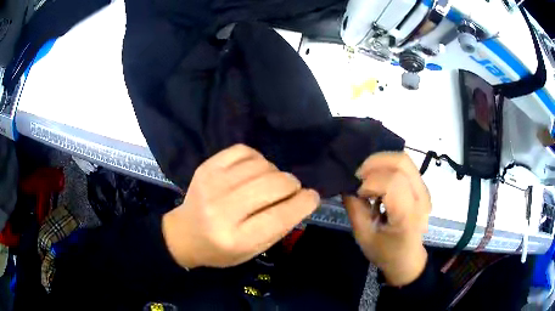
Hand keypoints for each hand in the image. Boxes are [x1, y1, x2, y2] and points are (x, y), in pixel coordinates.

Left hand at [162, 144, 319, 268]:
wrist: (184, 234)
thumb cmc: (221, 249)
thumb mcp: (252, 250)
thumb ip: (278, 226)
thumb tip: (303, 197)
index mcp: (236, 238)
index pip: (279, 216)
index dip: (303, 203)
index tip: (313, 196)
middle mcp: (222, 210)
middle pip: (271, 185)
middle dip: (292, 184)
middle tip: (292, 189)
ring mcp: (211, 185)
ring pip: (260, 165)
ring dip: (275, 172)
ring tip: (270, 182)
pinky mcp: (206, 168)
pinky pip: (243, 150)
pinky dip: (257, 158)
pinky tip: (255, 169)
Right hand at [343, 152, 430, 285]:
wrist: (408, 259)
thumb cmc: (386, 252)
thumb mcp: (364, 236)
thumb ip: (355, 209)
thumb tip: (347, 186)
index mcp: (408, 215)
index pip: (392, 182)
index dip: (370, 181)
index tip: (357, 193)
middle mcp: (421, 198)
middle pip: (401, 162)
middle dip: (374, 162)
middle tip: (358, 176)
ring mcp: (424, 190)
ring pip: (403, 160)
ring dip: (381, 162)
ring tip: (367, 177)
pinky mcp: (422, 187)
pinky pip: (405, 166)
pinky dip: (387, 166)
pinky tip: (378, 180)